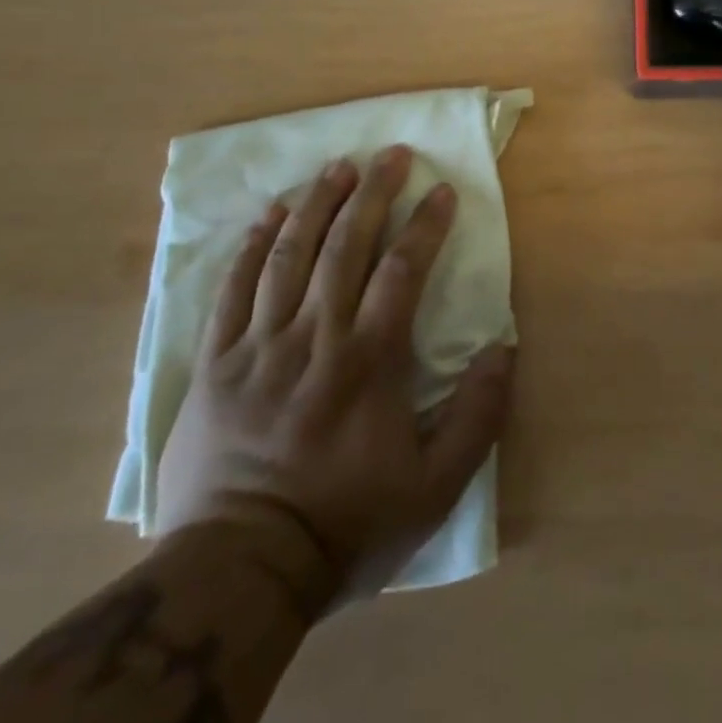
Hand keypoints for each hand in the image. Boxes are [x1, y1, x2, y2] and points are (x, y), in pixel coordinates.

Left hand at [155, 146, 513, 603]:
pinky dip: (252, 246)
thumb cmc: (347, 522)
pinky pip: (233, 290)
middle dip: (373, 193)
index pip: (402, 270)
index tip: (442, 190)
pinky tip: (270, 214)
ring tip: (337, 166)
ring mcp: (261, 345)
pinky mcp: (217, 362)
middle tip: (390, 153)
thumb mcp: (435, 487)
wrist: (241, 569)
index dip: (425, 224)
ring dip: (317, 203)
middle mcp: (316, 336)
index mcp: (369, 359)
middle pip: (346, 245)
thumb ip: (478, 416)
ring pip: (290, 255)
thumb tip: (504, 349)